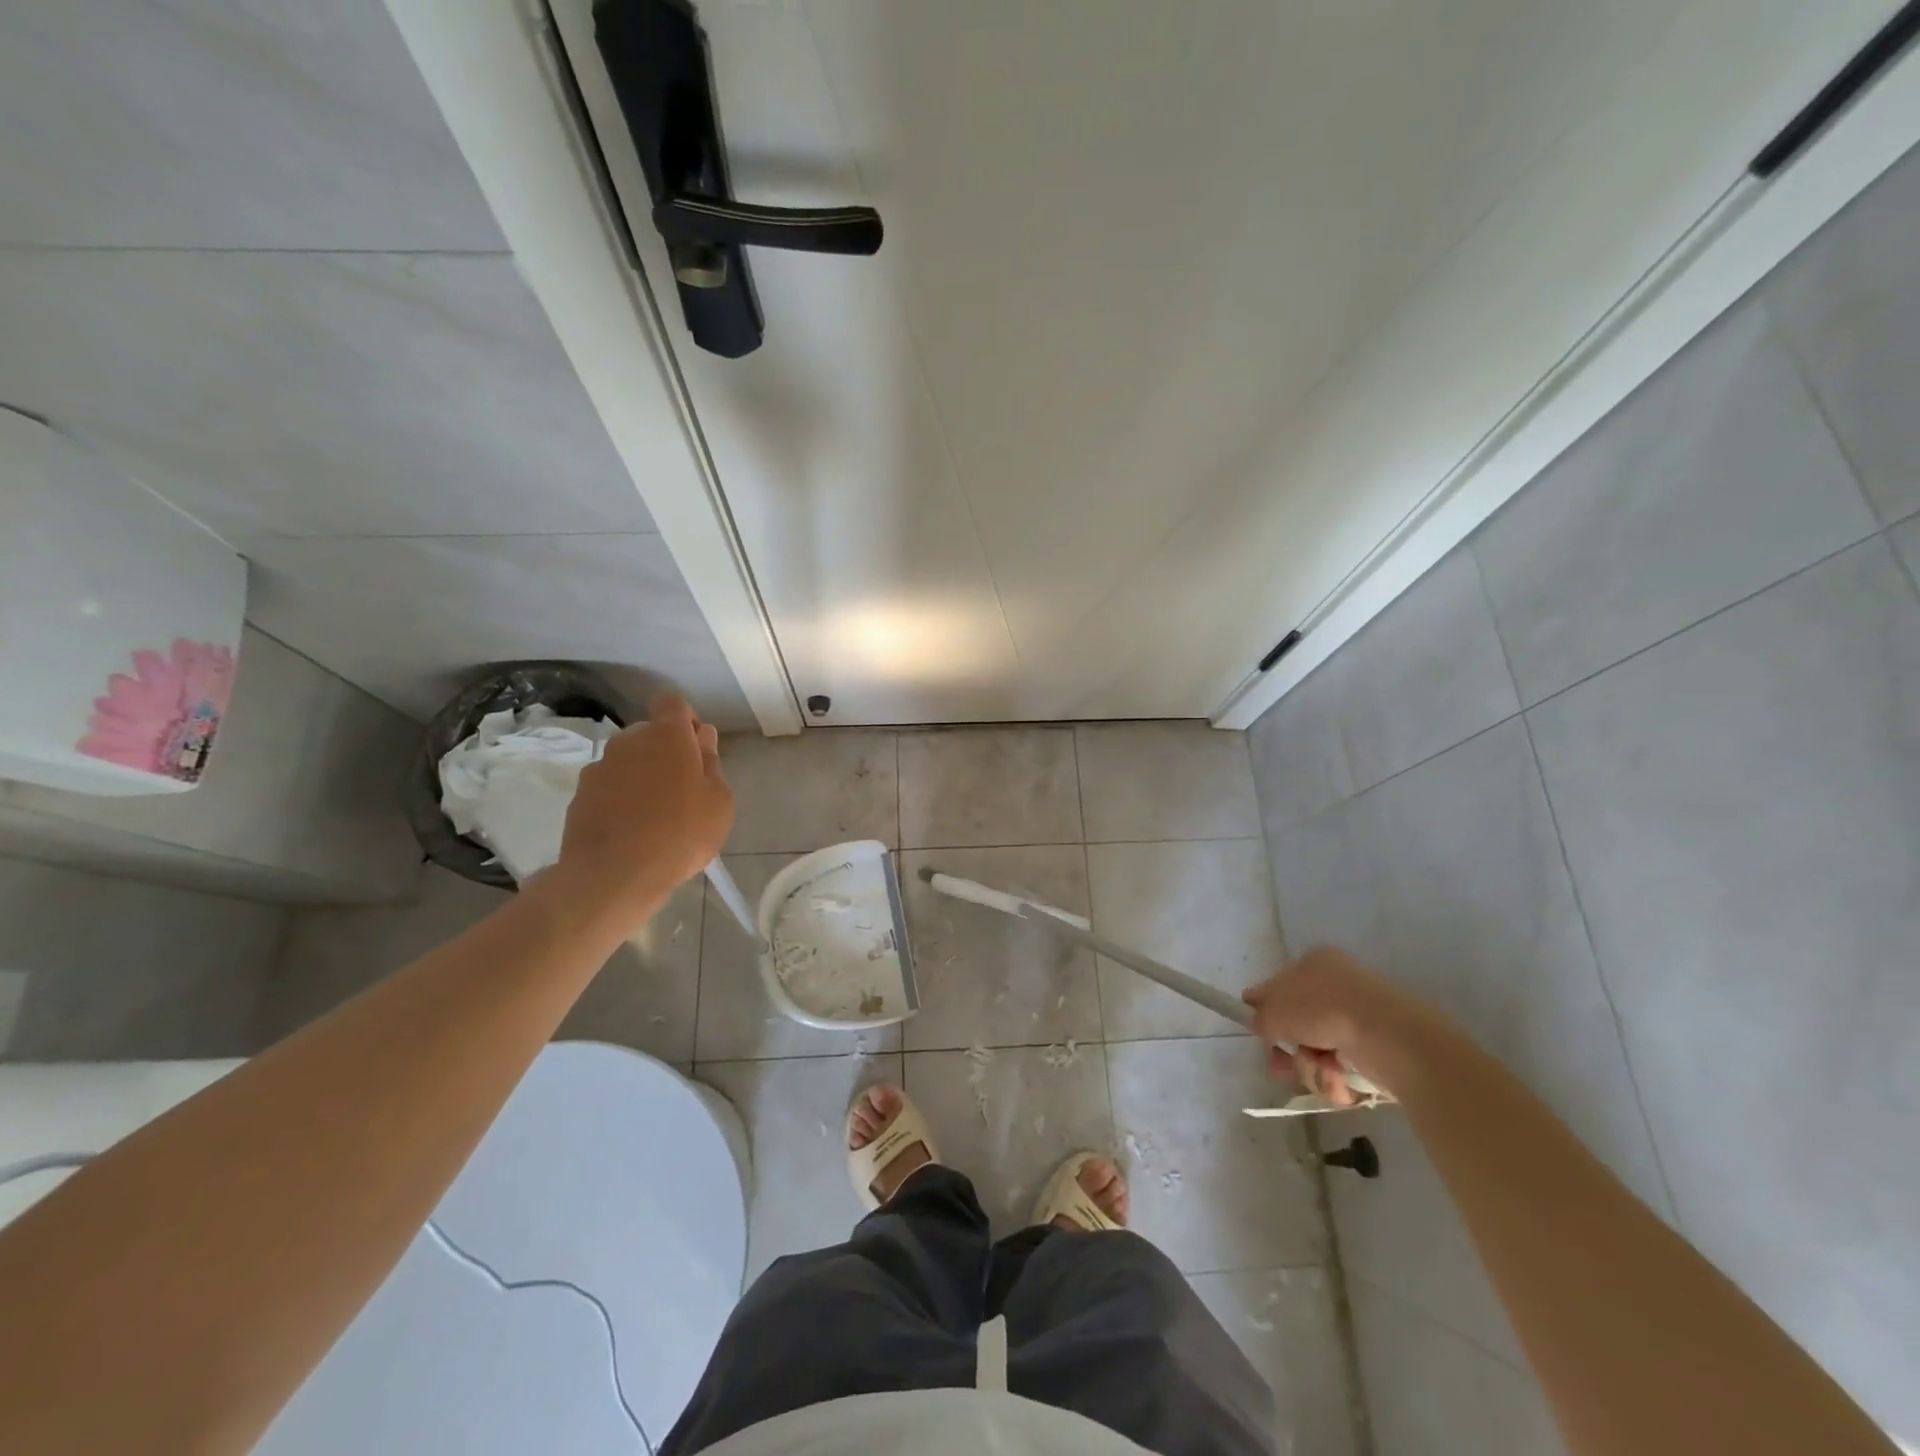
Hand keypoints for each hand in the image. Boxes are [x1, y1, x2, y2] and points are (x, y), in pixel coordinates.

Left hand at [550, 693, 733, 925]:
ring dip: (641, 777)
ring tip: (656, 816)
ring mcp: (599, 768)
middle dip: (665, 752)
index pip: (672, 703)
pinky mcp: (579, 796)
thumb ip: (711, 764)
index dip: (685, 719)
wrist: (614, 875)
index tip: (696, 746)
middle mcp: (628, 742)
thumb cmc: (681, 833)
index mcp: (667, 736)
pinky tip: (632, 832)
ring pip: (628, 762)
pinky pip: (608, 788)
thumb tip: (701, 739)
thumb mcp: (719, 802)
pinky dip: (620, 800)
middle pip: (649, 734)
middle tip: (683, 789)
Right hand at [1241, 946, 1434, 1104]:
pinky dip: (1336, 1077)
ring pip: (1319, 1050)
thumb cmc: (1323, 1009)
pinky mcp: (1376, 1049)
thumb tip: (1256, 1017)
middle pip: (1299, 1024)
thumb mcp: (1276, 1009)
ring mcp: (1359, 1018)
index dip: (1266, 1010)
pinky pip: (1343, 1067)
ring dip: (1311, 1067)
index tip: (1258, 1033)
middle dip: (1289, 1050)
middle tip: (1280, 1067)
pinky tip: (1340, 1078)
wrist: (1388, 1035)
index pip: (1280, 985)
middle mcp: (1337, 987)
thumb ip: (1259, 1014)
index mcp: (1315, 963)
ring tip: (1322, 1069)